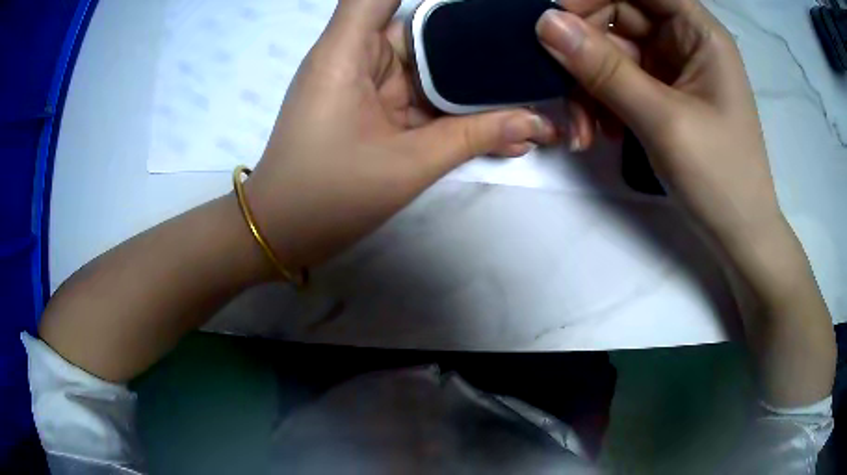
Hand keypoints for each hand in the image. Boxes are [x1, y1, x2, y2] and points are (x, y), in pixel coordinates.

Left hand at [245, 0, 555, 269]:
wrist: (284, 233)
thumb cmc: (329, 195)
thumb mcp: (408, 163)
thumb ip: (475, 136)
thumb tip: (538, 122)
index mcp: (348, 50)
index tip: (480, 6)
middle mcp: (357, 55)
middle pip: (421, 28)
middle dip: (475, 39)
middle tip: (530, 49)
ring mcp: (367, 83)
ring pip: (429, 67)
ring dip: (474, 81)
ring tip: (531, 87)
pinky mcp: (375, 109)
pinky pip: (422, 97)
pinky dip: (456, 108)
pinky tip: (504, 123)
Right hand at [538, 0, 781, 245]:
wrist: (738, 234)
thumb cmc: (720, 177)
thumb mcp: (663, 120)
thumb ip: (606, 69)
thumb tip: (545, 23)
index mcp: (698, 32)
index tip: (554, 20)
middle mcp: (683, 40)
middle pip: (618, 16)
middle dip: (584, 49)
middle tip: (559, 83)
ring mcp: (671, 68)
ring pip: (611, 52)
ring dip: (587, 84)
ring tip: (583, 129)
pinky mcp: (661, 94)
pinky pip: (618, 81)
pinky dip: (601, 102)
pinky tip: (598, 133)